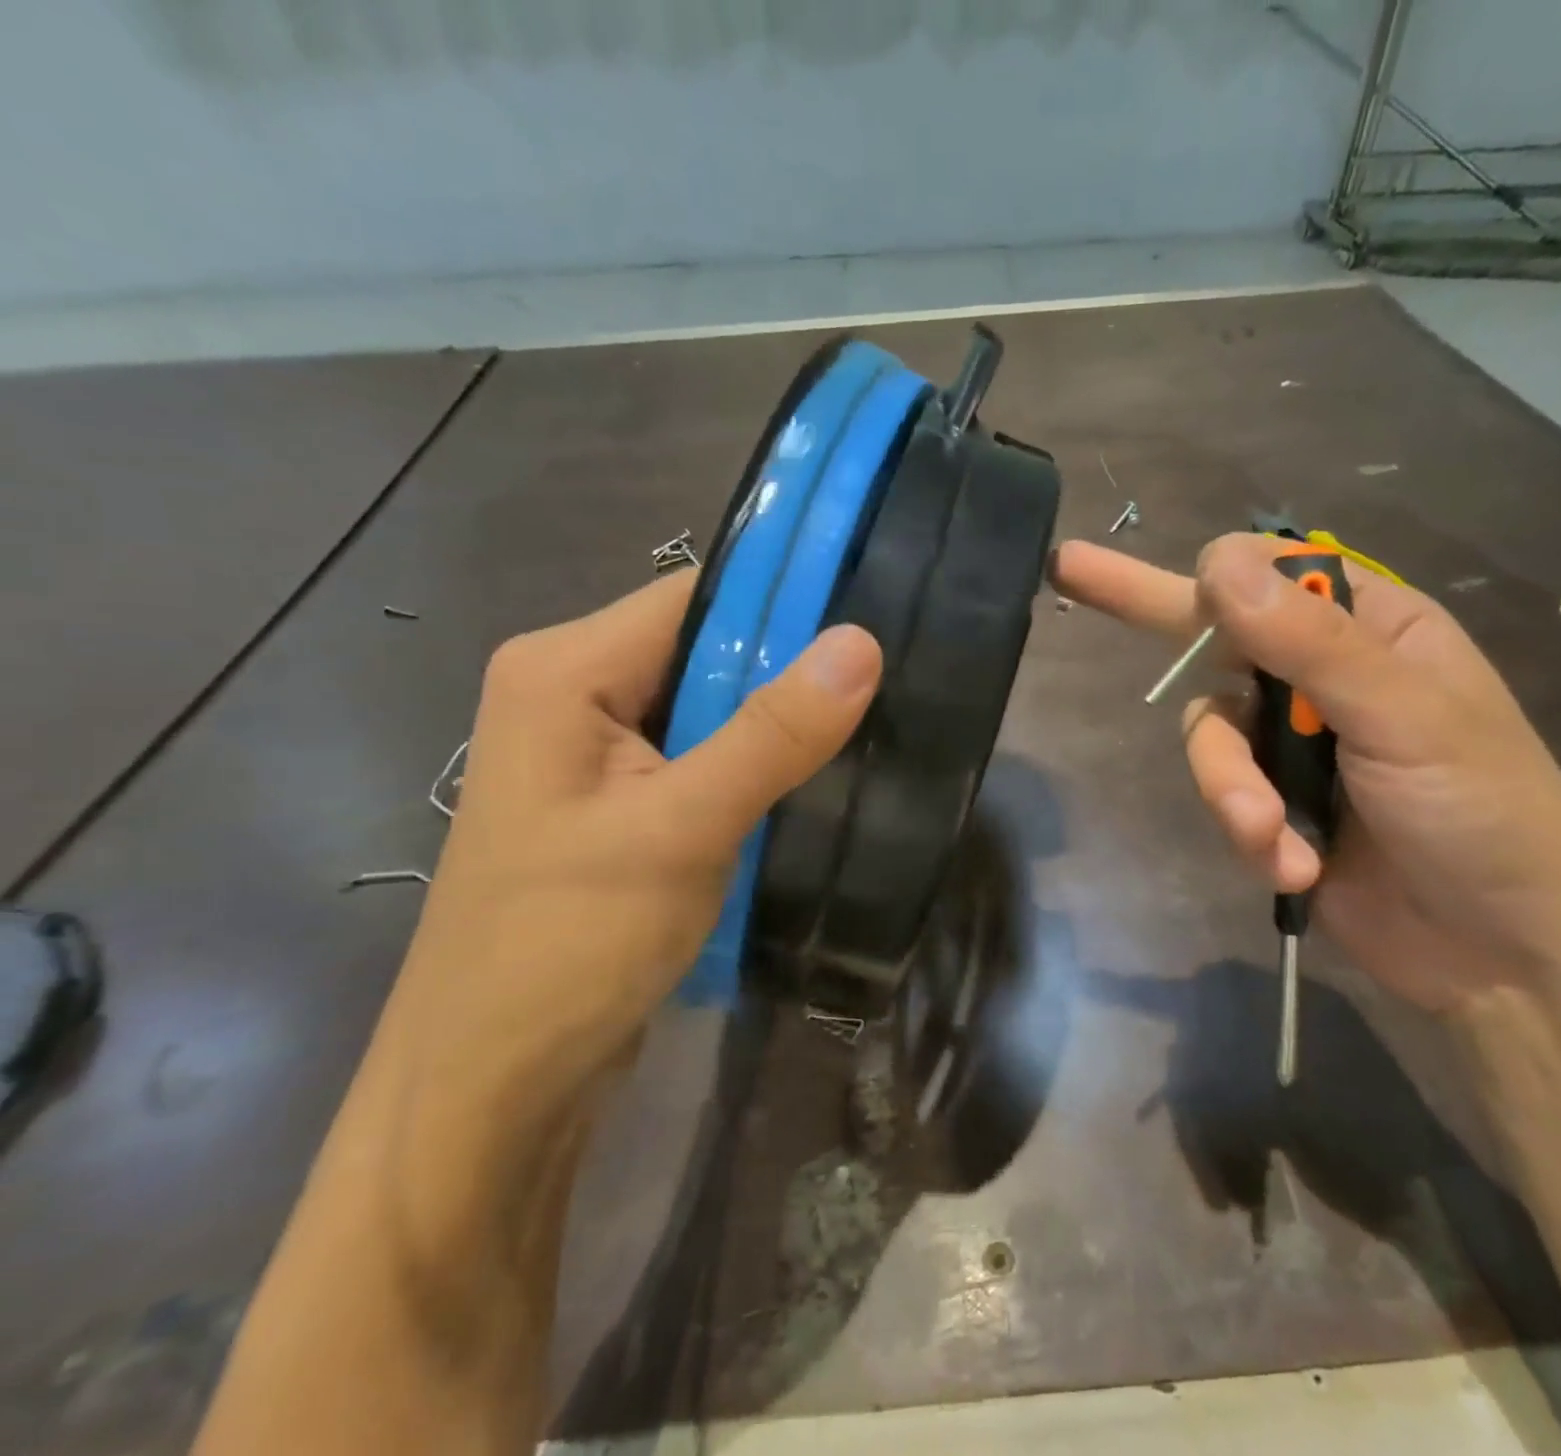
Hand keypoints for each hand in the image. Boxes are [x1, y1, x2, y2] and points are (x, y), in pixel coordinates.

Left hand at [379, 573, 881, 1131]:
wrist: (492, 1088)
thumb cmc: (568, 946)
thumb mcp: (681, 829)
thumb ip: (772, 733)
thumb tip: (861, 643)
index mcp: (564, 669)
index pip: (695, 595)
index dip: (784, 602)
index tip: (874, 621)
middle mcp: (573, 693)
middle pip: (705, 648)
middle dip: (788, 671)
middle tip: (884, 691)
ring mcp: (595, 755)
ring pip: (710, 707)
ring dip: (777, 725)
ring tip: (863, 734)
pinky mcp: (621, 805)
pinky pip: (701, 756)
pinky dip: (755, 766)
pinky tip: (809, 784)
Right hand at [1054, 534, 1560, 1016]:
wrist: (1503, 960)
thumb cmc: (1486, 816)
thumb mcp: (1407, 718)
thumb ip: (1309, 643)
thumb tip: (1217, 563)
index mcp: (1370, 630)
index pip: (1274, 574)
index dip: (1222, 578)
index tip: (1195, 593)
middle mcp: (1318, 675)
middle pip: (1211, 637)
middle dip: (1143, 612)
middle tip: (1069, 566)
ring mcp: (1289, 743)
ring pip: (1207, 734)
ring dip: (1230, 789)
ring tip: (1271, 836)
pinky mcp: (1269, 806)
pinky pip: (1222, 797)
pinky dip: (1250, 833)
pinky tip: (1293, 867)